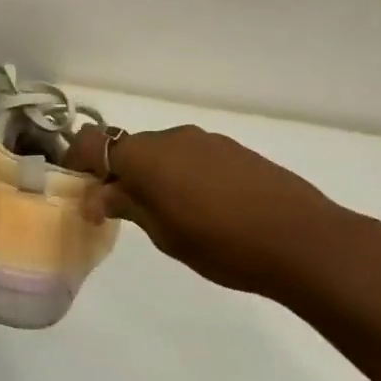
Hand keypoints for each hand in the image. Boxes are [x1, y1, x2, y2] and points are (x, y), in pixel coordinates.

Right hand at [65, 124, 349, 297]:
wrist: (303, 241)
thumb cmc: (220, 243)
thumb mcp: (163, 233)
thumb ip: (127, 206)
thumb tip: (96, 196)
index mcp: (146, 156)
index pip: (91, 143)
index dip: (78, 163)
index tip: (81, 193)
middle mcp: (172, 137)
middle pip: (128, 148)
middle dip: (118, 175)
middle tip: (122, 213)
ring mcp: (207, 141)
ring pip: (163, 153)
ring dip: (153, 176)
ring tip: (168, 215)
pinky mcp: (235, 151)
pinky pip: (192, 157)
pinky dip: (183, 176)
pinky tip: (203, 208)